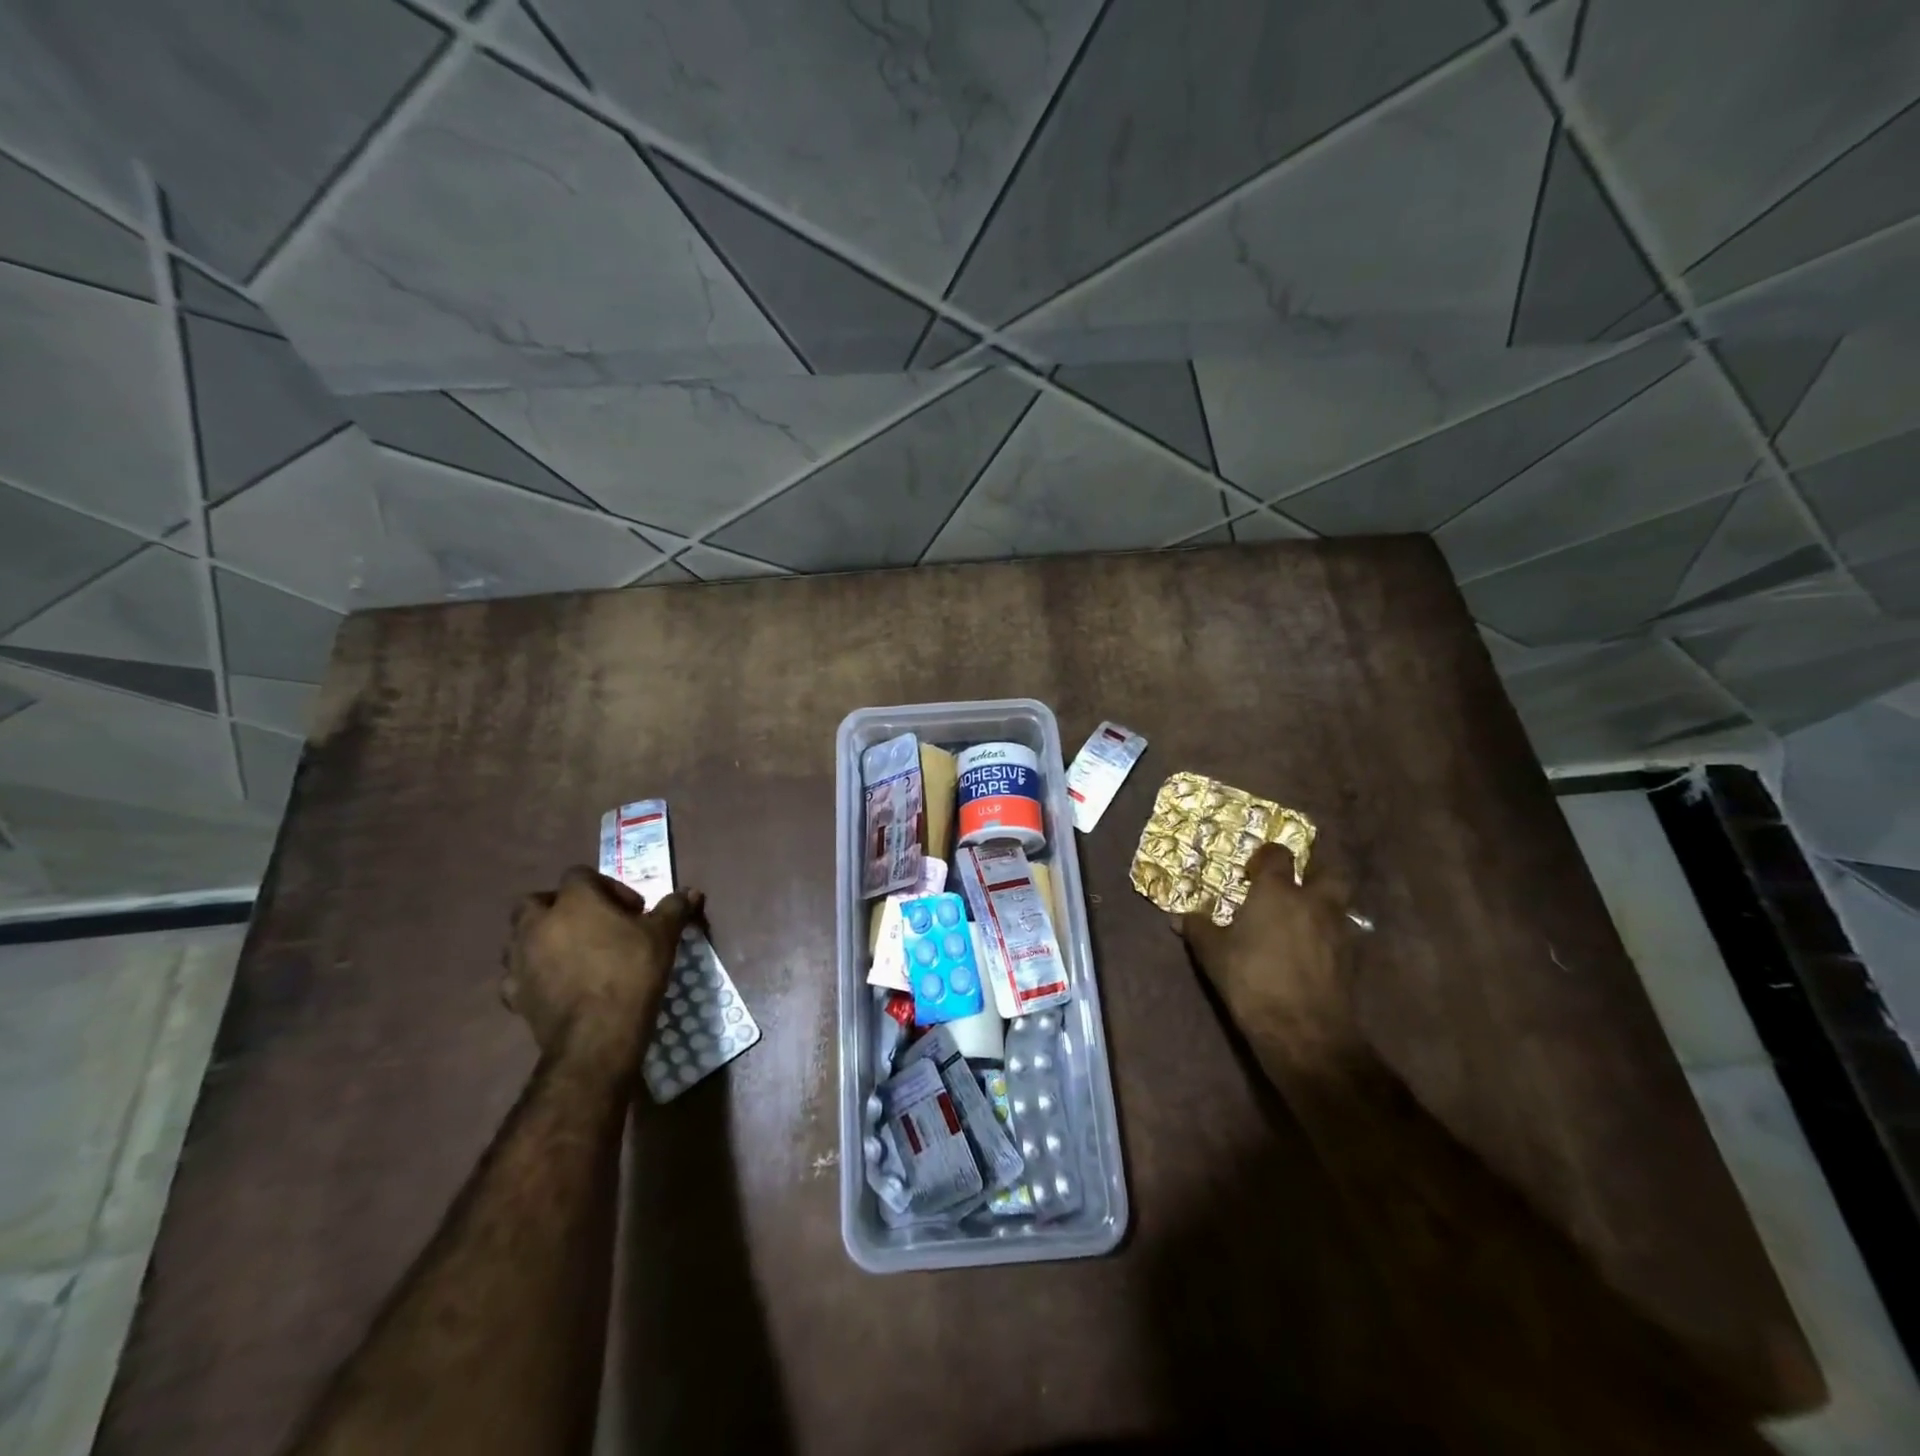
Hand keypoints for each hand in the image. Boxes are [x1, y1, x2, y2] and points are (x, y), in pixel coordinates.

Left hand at [502, 867, 704, 1074]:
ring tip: (572, 955)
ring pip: (519, 936)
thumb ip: (674, 908)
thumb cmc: (632, 972)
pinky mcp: (513, 994)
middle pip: (537, 901)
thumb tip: (692, 892)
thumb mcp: (663, 935)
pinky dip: (531, 974)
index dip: (607, 887)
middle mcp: (538, 923)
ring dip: (541, 938)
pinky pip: (516, 975)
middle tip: (591, 926)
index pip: (580, 875)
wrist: (598, 1034)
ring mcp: (520, 959)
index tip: (631, 911)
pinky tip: (553, 984)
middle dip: (560, 908)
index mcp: (574, 901)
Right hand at [1174, 838, 1365, 1060]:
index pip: (1278, 855)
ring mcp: (1337, 929)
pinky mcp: (1350, 959)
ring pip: (1338, 902)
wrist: (1304, 1031)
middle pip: (1327, 870)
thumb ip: (1198, 928)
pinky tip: (1310, 948)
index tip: (1252, 868)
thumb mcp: (1213, 953)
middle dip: (1314, 869)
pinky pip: (1340, 933)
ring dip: (1323, 902)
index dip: (1267, 856)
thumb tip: (1179, 916)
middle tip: (1294, 879)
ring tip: (1301, 916)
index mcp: (1278, 891)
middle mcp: (1313, 901)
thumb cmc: (1252, 979)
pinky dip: (1327, 933)